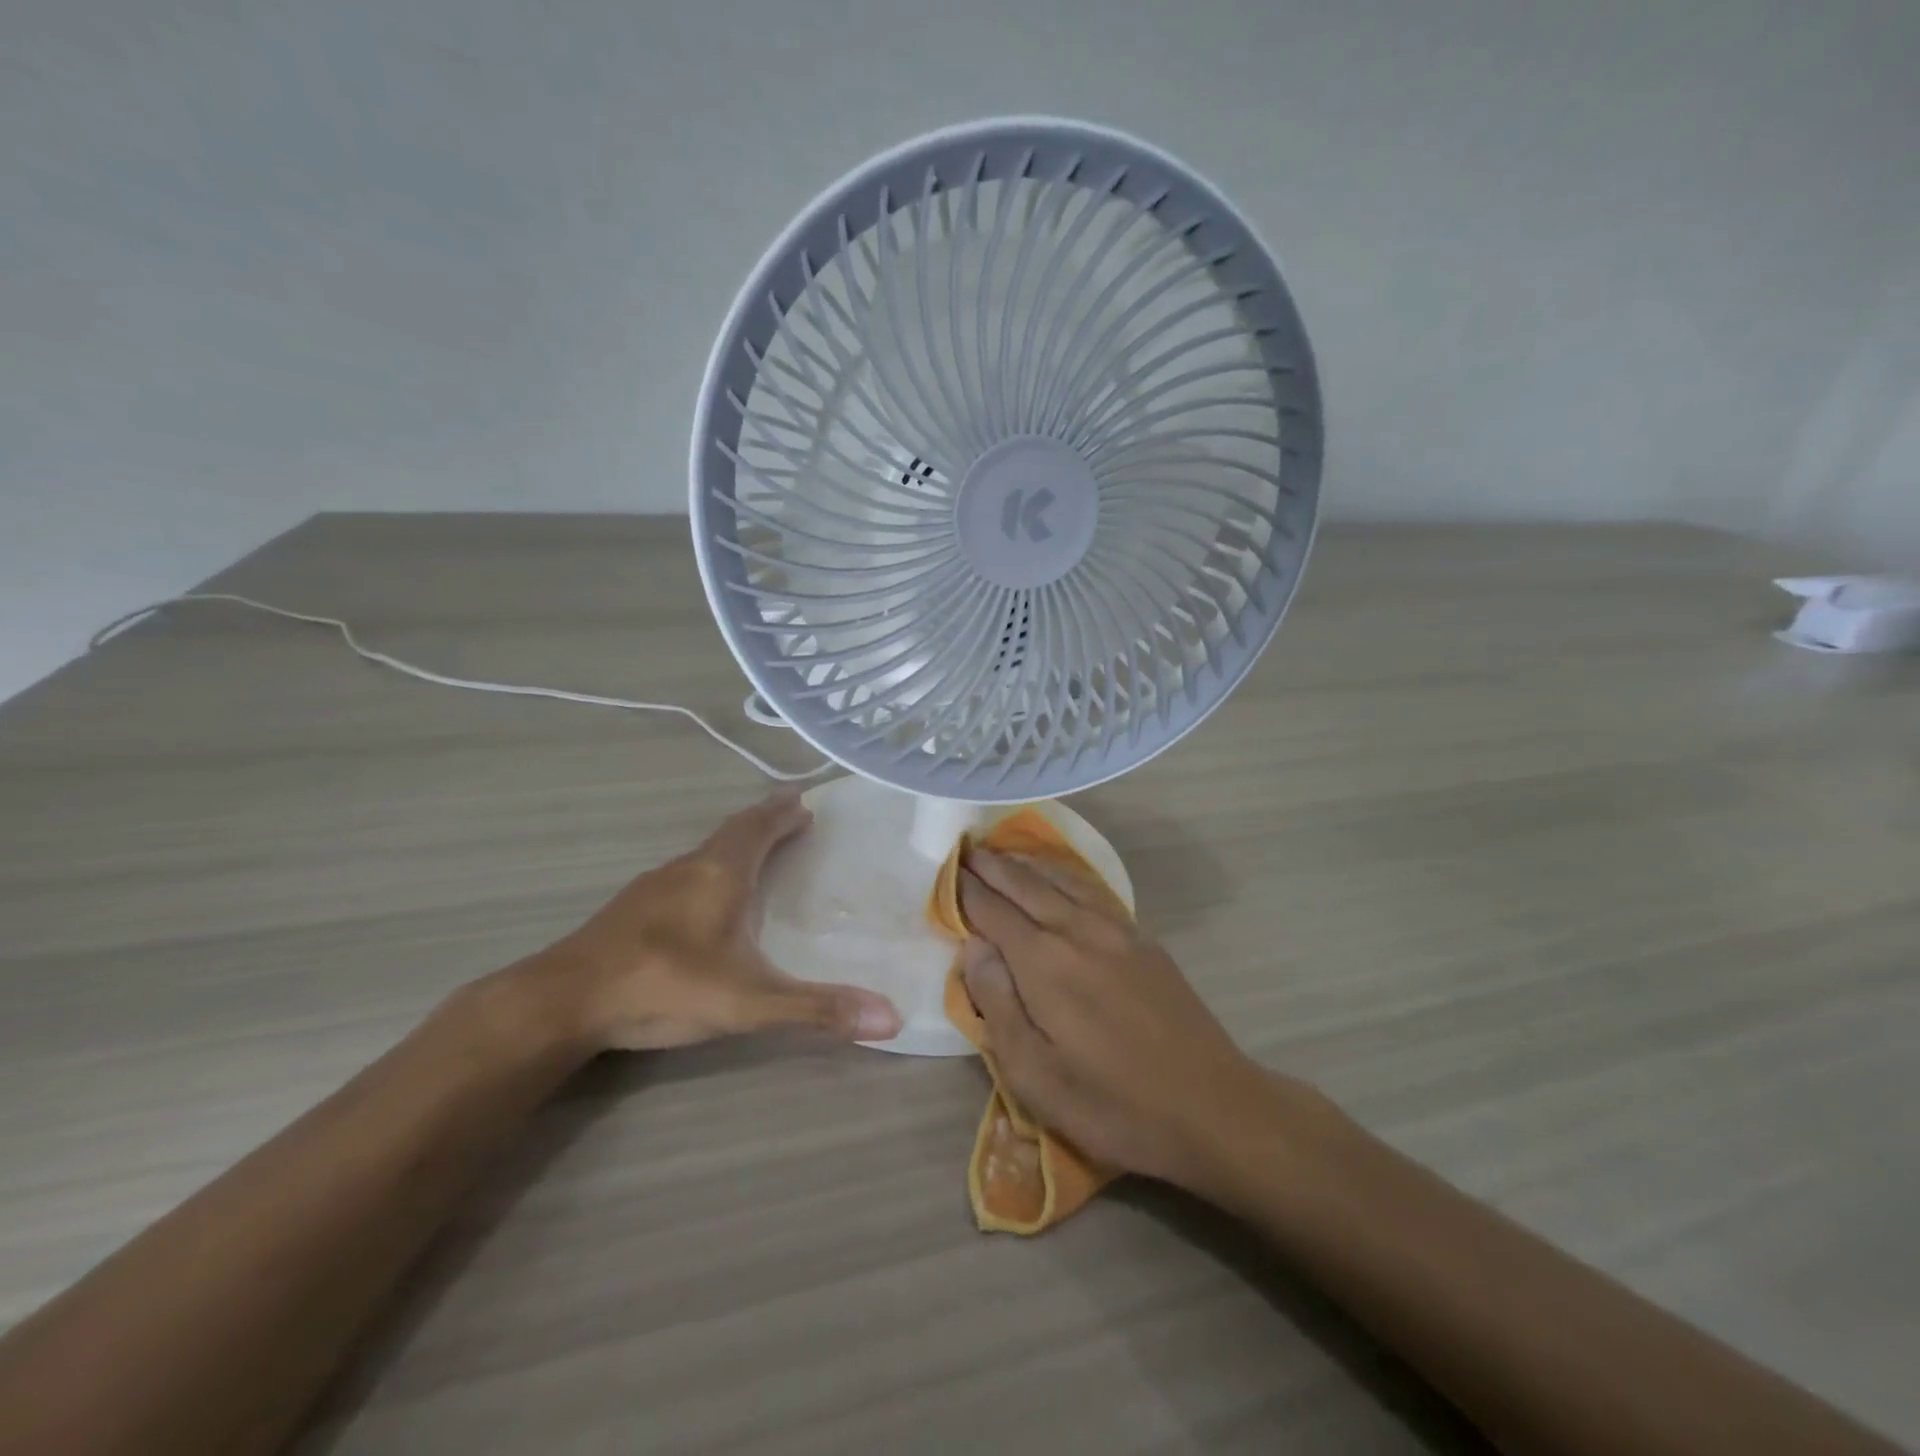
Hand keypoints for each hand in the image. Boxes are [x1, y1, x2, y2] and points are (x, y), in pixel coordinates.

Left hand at [530, 790, 901, 1051]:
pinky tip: (704, 898)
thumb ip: (817, 1009)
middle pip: (733, 832)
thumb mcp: (750, 1002)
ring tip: (757, 852)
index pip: (759, 827)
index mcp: (720, 873)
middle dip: (764, 822)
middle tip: (792, 818)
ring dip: (735, 844)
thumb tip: (893, 1018)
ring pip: (704, 852)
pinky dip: (709, 869)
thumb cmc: (665, 986)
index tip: (805, 802)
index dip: (784, 813)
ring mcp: (653, 886)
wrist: (563, 1002)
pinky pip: (683, 873)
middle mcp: (688, 868)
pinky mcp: (630, 910)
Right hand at [957, 847, 1289, 1191]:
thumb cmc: (1111, 1102)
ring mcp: (1115, 930)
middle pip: (1025, 885)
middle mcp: (1076, 930)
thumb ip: (997, 1003)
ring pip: (1060, 881)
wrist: (1210, 1107)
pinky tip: (1059, 879)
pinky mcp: (1142, 940)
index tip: (946, 871)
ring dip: (1026, 864)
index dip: (966, 890)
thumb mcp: (1034, 1074)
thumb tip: (973, 946)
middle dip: (992, 866)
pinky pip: (1091, 891)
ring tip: (1003, 853)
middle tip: (966, 848)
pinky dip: (1063, 876)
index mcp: (1043, 962)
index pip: (992, 911)